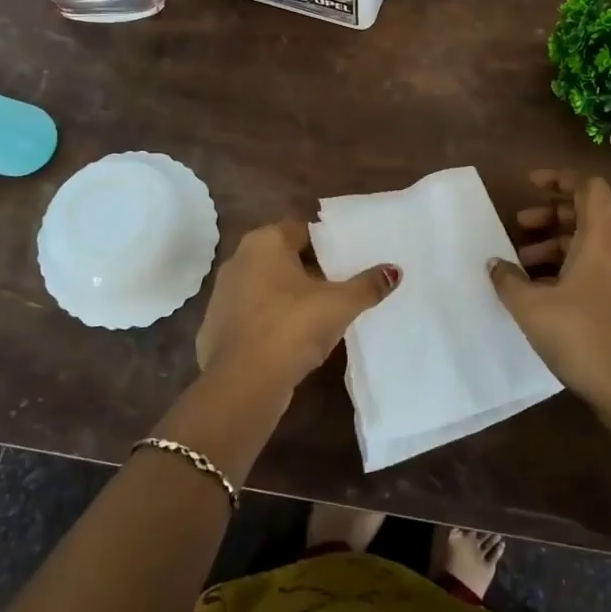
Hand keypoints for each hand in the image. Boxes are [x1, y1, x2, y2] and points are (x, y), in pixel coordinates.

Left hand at [196, 219, 398, 397]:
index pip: (301, 230)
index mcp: (264, 242)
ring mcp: (222, 294)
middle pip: (282, 257)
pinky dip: (269, 321)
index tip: (347, 261)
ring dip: (288, 296)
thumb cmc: (293, 327)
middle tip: (338, 286)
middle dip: (309, 270)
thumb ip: (368, 285)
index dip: (326, 244)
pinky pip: (252, 315)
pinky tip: (290, 340)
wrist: (244, 381)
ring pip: (265, 286)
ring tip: (319, 315)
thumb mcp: (340, 304)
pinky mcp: (215, 326)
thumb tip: (394, 270)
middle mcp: (238, 260)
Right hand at [489, 170, 610, 411]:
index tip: (530, 185)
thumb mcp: (531, 306)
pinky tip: (548, 291)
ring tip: (525, 265)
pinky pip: (604, 265)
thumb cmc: (582, 335)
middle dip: (552, 214)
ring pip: (595, 241)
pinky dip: (575, 265)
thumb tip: (495, 264)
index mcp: (604, 236)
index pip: (588, 186)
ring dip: (559, 243)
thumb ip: (508, 279)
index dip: (559, 178)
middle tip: (519, 227)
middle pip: (590, 212)